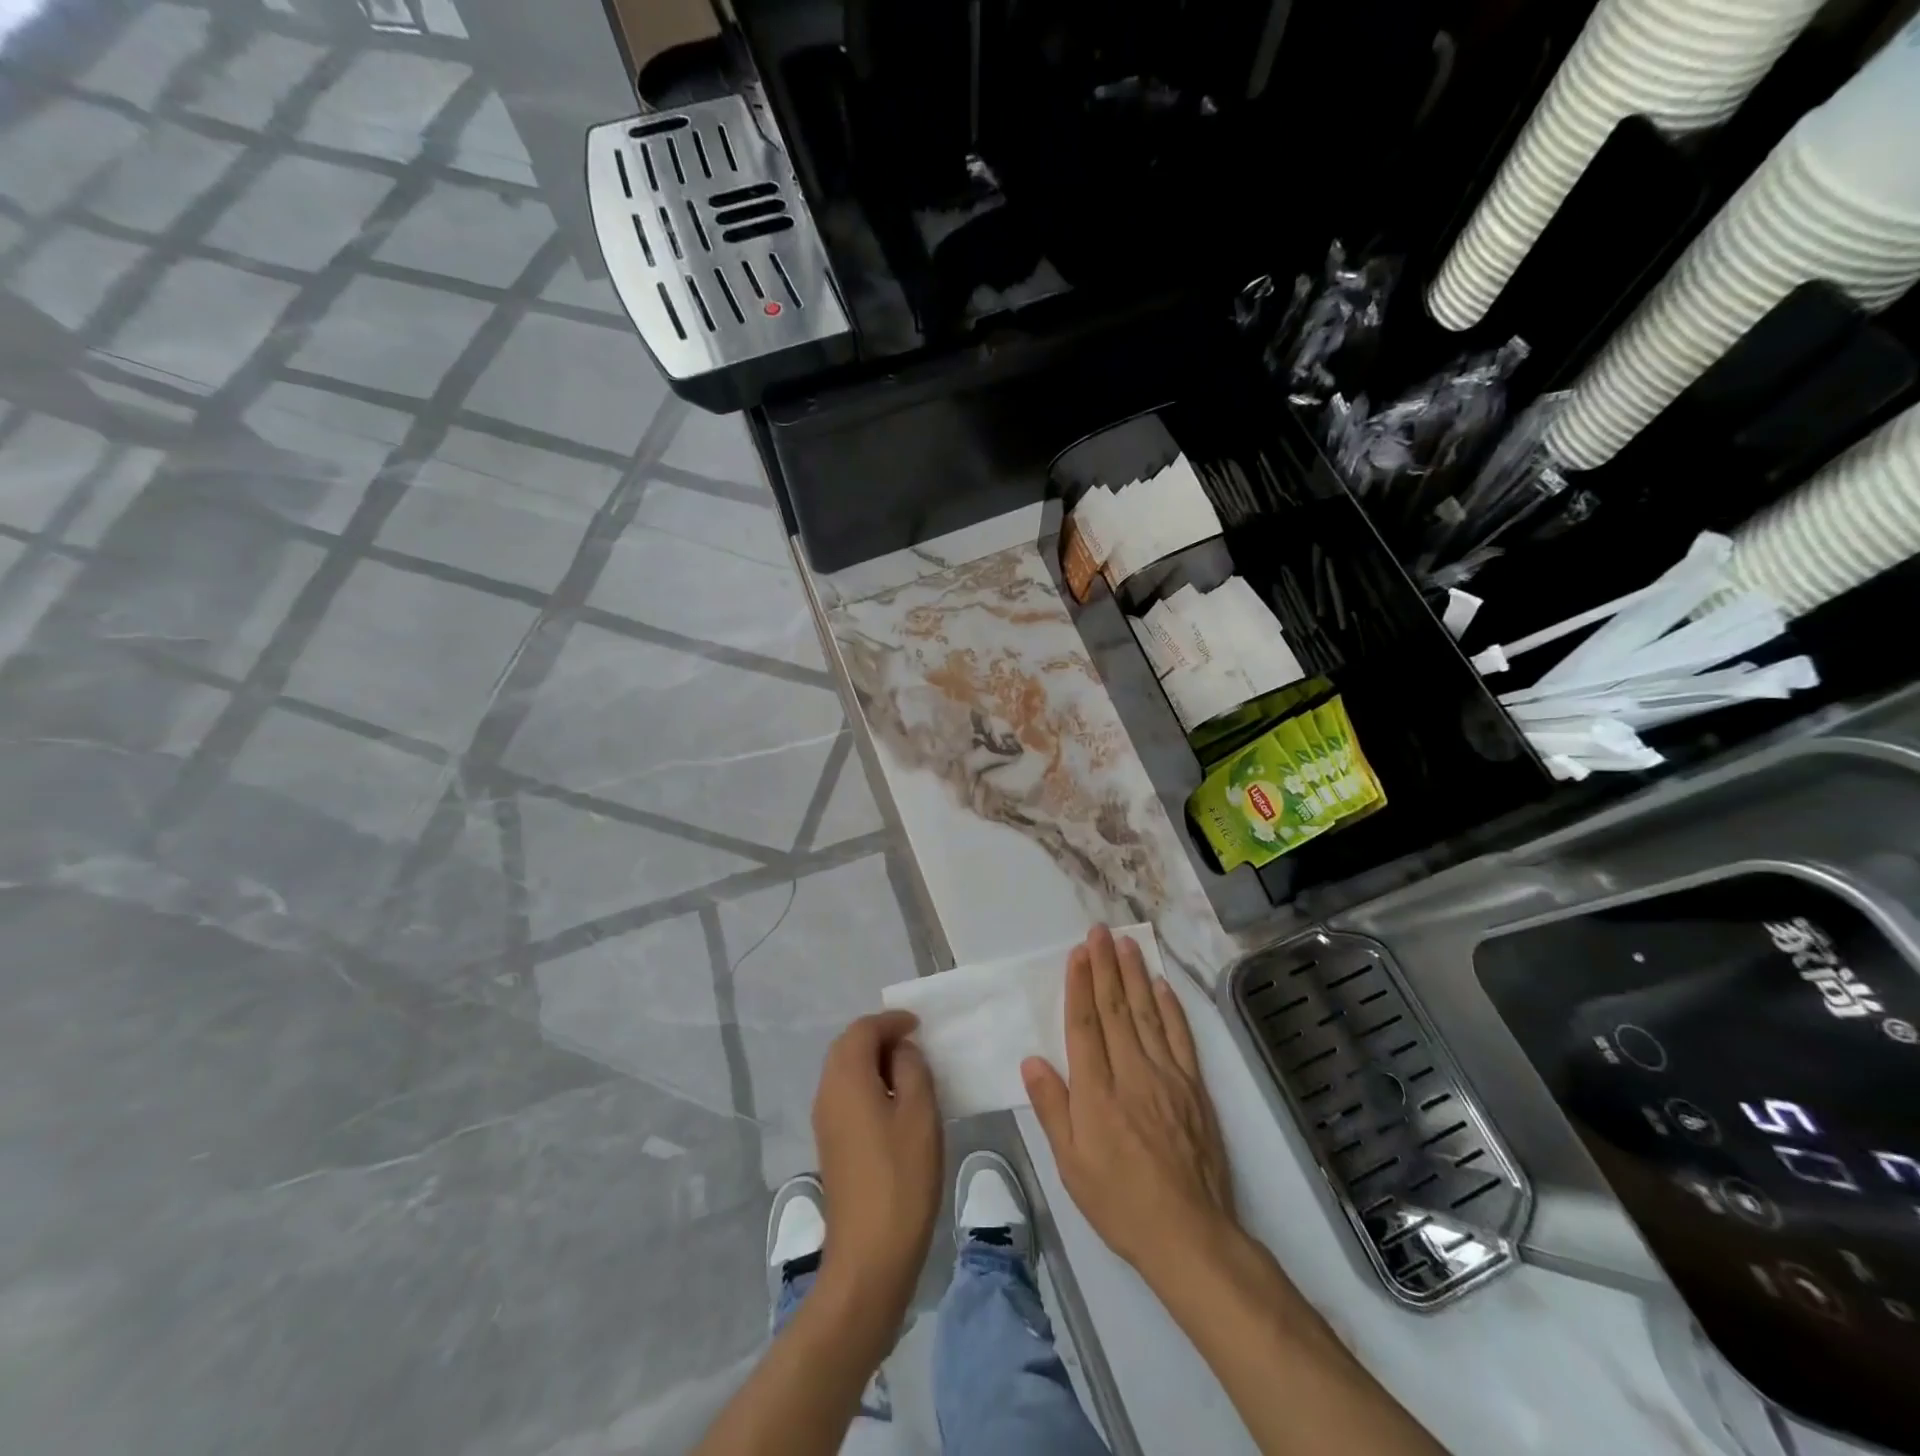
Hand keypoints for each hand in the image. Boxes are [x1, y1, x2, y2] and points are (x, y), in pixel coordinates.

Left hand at [812, 1010, 943, 1333]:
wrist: (869, 1256)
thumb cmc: (901, 1177)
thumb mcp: (920, 1113)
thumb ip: (911, 1068)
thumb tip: (901, 1051)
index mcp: (846, 1078)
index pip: (862, 1029)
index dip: (891, 1021)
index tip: (919, 1025)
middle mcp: (827, 1092)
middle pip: (848, 1047)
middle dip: (879, 1037)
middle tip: (914, 1043)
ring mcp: (825, 1122)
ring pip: (845, 1072)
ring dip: (874, 1061)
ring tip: (910, 1070)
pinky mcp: (831, 1145)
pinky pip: (846, 1096)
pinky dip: (869, 1085)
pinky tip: (896, 1103)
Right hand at [1022, 926, 1236, 1287]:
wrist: (1188, 1234)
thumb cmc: (1119, 1202)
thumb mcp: (1071, 1166)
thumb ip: (1053, 1109)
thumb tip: (1032, 1061)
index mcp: (1096, 1093)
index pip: (1084, 1026)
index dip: (1079, 986)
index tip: (1077, 953)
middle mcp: (1131, 1073)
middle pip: (1115, 1010)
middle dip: (1105, 967)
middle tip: (1100, 932)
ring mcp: (1167, 1077)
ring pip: (1147, 1014)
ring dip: (1135, 975)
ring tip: (1127, 944)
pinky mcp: (1194, 1087)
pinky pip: (1181, 1037)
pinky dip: (1171, 1008)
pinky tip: (1163, 986)